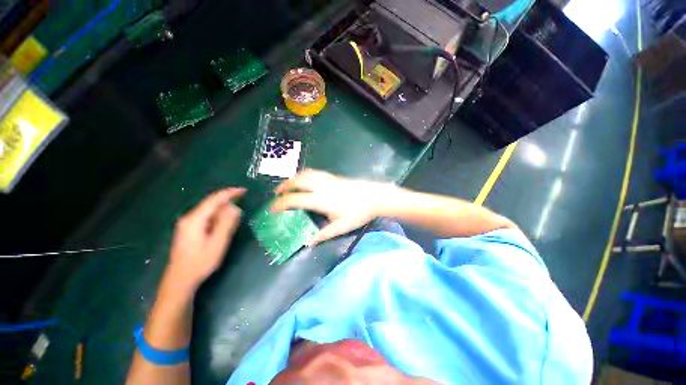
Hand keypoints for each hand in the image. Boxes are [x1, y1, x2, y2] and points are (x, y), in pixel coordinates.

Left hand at [165, 188, 245, 292]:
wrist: (179, 280)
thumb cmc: (200, 263)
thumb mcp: (217, 243)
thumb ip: (226, 224)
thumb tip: (235, 208)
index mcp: (195, 219)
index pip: (214, 199)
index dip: (230, 193)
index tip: (244, 190)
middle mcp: (189, 218)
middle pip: (211, 203)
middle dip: (228, 200)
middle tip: (244, 201)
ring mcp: (187, 224)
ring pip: (209, 210)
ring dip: (223, 209)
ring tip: (237, 213)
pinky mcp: (189, 230)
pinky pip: (206, 217)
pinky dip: (218, 216)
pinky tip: (224, 222)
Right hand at [272, 169, 396, 245]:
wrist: (374, 197)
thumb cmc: (358, 213)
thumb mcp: (340, 227)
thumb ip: (323, 234)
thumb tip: (309, 243)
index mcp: (319, 200)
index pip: (293, 200)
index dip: (280, 204)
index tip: (272, 209)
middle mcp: (320, 186)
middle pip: (296, 182)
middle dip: (284, 187)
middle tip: (276, 194)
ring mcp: (327, 179)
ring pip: (305, 174)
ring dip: (293, 179)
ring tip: (289, 185)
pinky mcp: (333, 176)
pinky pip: (314, 172)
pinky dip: (305, 175)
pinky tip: (306, 180)